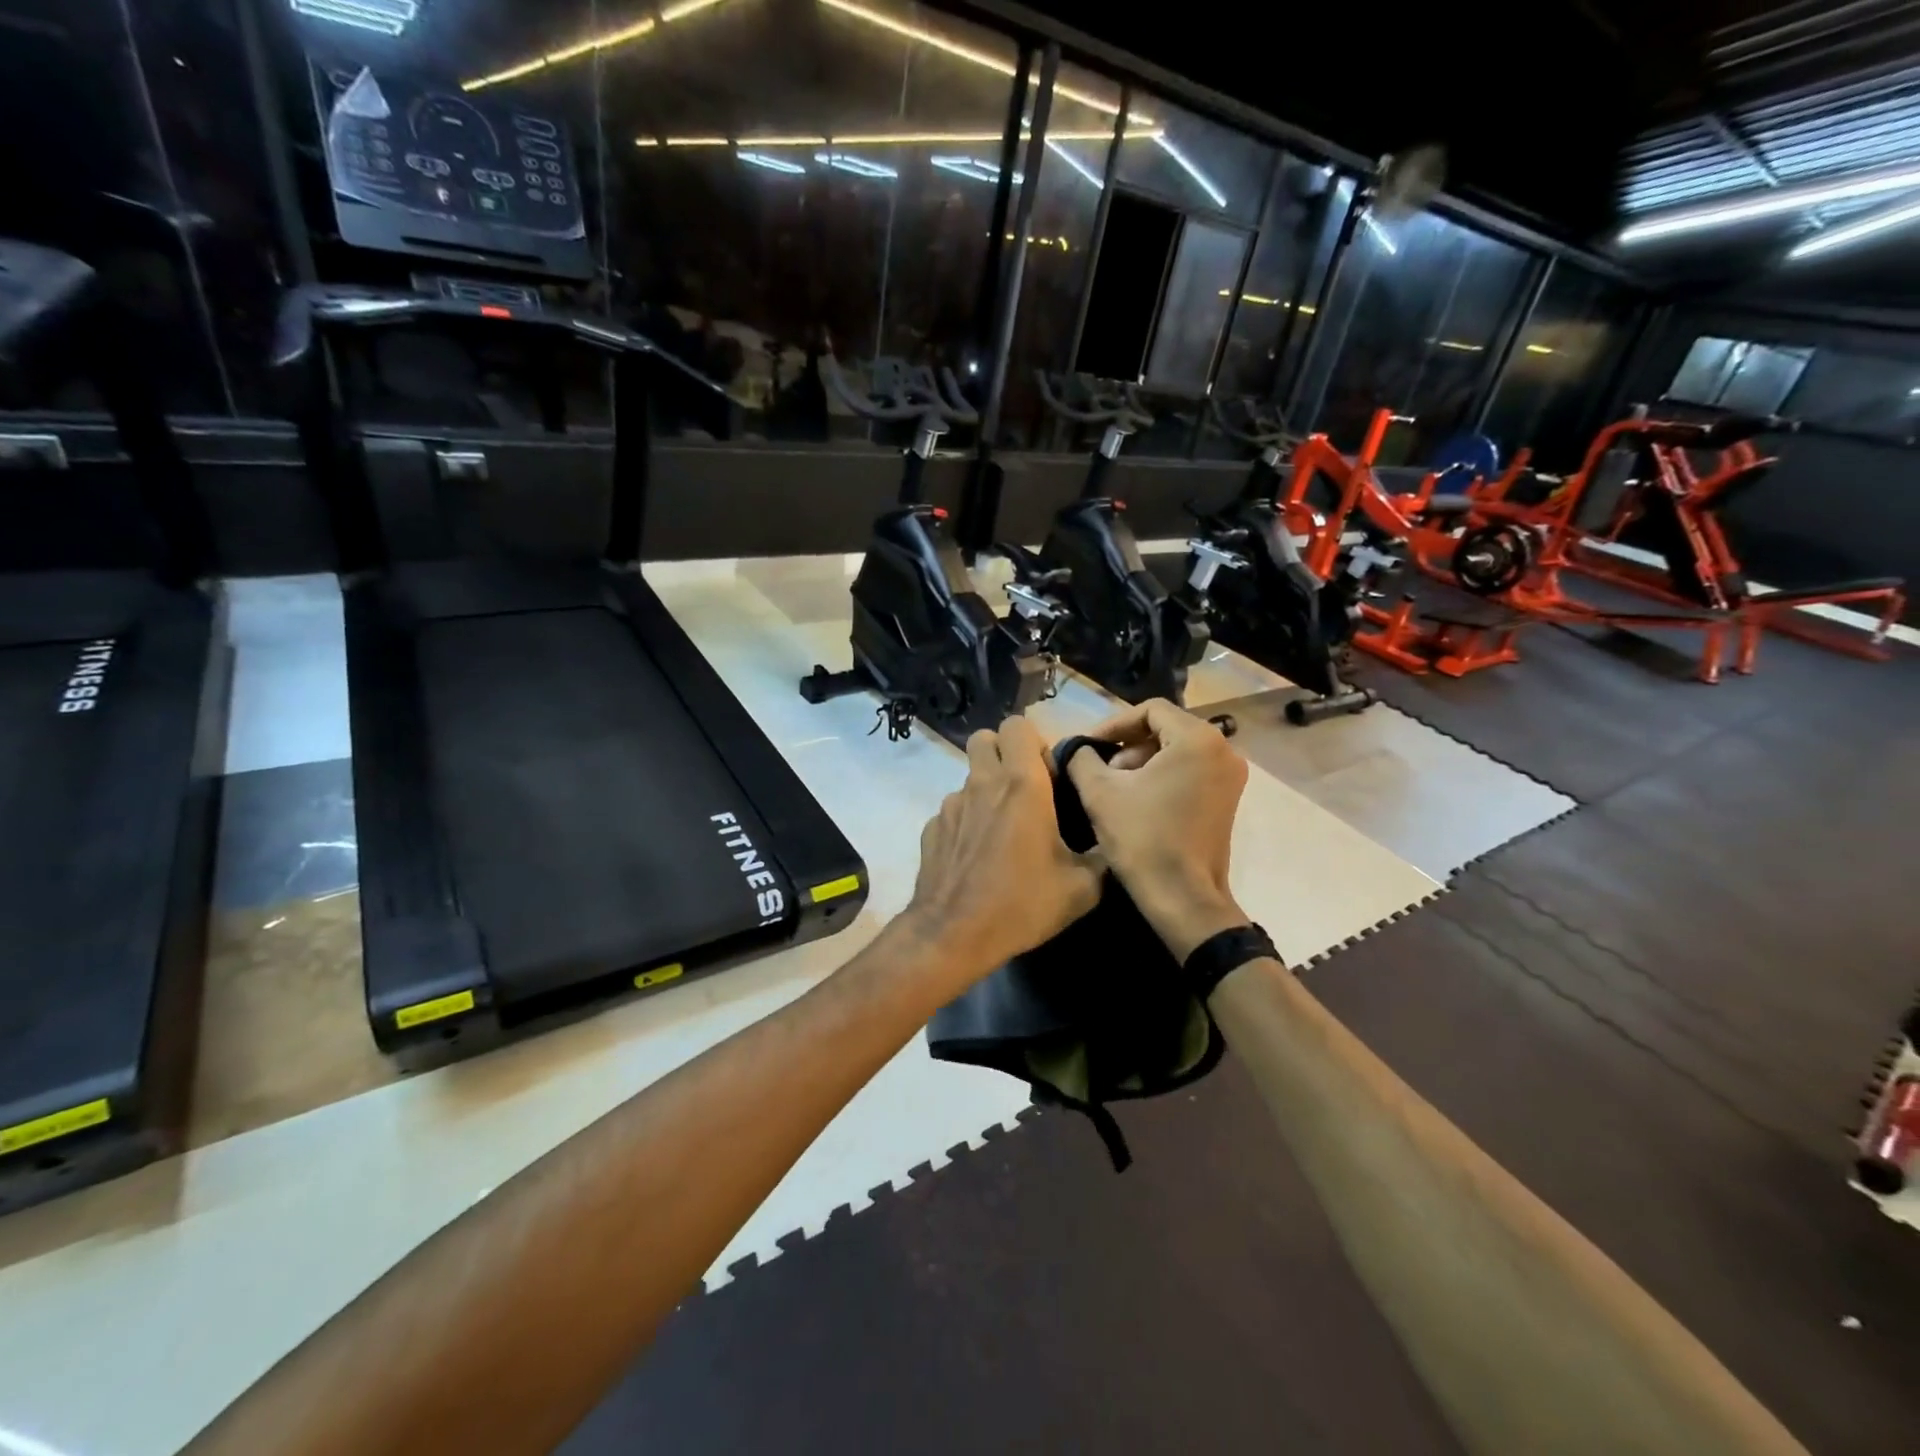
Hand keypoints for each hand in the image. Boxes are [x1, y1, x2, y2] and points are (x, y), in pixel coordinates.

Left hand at [903, 717, 1102, 986]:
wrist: (954, 935)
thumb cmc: (1022, 904)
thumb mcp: (1082, 887)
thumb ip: (1101, 854)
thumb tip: (1111, 841)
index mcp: (1021, 784)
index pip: (1017, 725)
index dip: (1035, 741)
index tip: (1049, 774)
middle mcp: (982, 783)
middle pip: (985, 738)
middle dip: (1005, 753)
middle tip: (1025, 788)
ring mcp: (951, 804)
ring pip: (969, 776)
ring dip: (987, 789)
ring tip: (1003, 831)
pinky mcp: (932, 828)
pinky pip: (954, 809)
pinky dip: (968, 820)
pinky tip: (979, 856)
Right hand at [1065, 698, 1250, 960]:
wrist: (1183, 898)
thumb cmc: (1142, 839)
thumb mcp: (1100, 792)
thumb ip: (1082, 758)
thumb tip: (1076, 748)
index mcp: (1198, 739)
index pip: (1150, 710)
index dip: (1113, 724)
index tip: (1088, 746)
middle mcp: (1223, 750)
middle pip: (1165, 728)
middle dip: (1127, 745)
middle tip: (1100, 770)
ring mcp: (1230, 776)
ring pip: (1177, 750)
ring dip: (1142, 761)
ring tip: (1114, 787)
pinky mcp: (1228, 799)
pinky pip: (1190, 770)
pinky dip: (1162, 776)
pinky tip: (1137, 801)